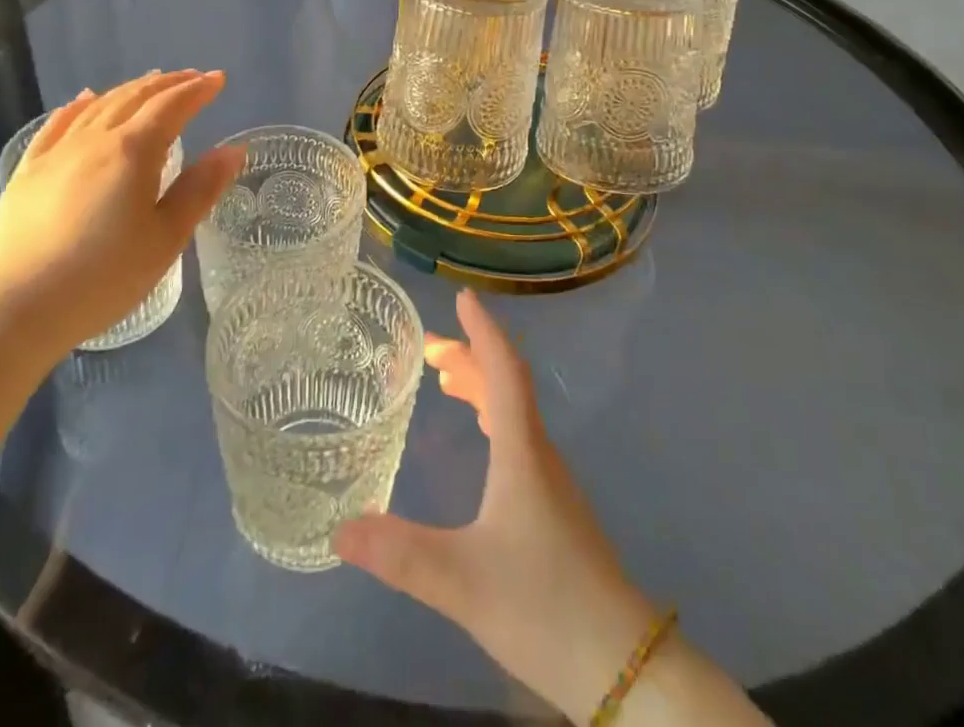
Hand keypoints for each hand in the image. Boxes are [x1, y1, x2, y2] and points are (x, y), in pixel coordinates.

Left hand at [0, 71, 242, 352]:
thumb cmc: (104, 276)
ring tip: (149, 83)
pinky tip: (84, 100)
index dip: (198, 90)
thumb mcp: (166, 238)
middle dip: (168, 84)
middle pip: (135, 98)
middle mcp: (95, 140)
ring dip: (129, 89)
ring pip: (98, 106)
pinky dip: (78, 106)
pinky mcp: (27, 172)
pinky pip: (57, 125)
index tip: (218, 79)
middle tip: (192, 78)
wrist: (17, 307)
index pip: (172, 106)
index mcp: (133, 151)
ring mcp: (57, 153)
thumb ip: (200, 189)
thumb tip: (233, 150)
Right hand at [334, 291, 657, 723]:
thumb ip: (401, 555)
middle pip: (506, 384)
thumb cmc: (545, 606)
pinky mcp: (554, 507)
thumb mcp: (463, 582)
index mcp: (522, 451)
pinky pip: (518, 436)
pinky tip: (481, 437)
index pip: (504, 370)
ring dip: (481, 385)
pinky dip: (492, 415)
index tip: (463, 297)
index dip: (484, 330)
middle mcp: (539, 453)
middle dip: (470, 356)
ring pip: (514, 411)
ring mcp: (550, 481)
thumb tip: (340, 528)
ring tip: (445, 377)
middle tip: (428, 348)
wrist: (623, 665)